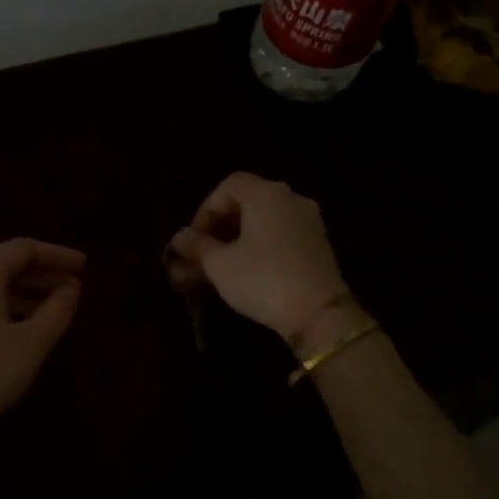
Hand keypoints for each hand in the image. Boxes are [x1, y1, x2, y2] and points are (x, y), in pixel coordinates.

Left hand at [0, 239, 84, 498]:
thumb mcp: (32, 343)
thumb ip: (57, 310)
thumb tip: (70, 289)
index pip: (23, 249)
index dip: (57, 255)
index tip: (83, 266)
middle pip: (4, 266)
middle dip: (41, 276)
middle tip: (73, 290)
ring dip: (23, 294)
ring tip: (52, 312)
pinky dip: (2, 308)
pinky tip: (20, 329)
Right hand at [166, 173, 362, 349]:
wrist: (319, 313)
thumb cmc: (262, 280)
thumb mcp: (219, 264)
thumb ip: (197, 246)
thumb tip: (180, 237)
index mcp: (266, 194)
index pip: (229, 185)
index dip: (206, 209)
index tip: (195, 238)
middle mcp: (291, 199)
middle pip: (249, 200)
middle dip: (222, 224)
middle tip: (205, 251)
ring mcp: (310, 221)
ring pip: (266, 218)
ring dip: (240, 236)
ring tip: (223, 264)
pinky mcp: (319, 243)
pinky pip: (282, 233)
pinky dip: (261, 244)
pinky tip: (249, 269)